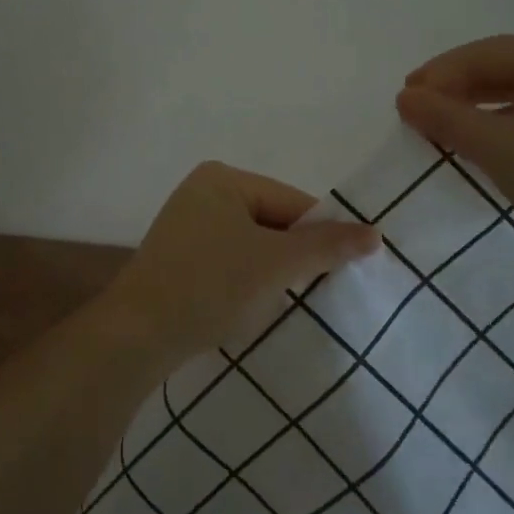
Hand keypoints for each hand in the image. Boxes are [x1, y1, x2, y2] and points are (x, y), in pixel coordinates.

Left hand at [103, 162, 379, 369]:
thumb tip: (375, 233)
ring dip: (272, 271)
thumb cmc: (210, 286)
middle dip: (295, 255)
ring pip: (252, 244)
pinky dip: (246, 280)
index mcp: (223, 178)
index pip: (293, 202)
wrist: (137, 335)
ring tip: (284, 301)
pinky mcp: (178, 257)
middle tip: (318, 291)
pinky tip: (250, 305)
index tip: (346, 270)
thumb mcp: (275, 264)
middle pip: (273, 221)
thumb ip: (326, 246)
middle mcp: (202, 191)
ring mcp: (186, 225)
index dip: (322, 235)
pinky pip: (229, 260)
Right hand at [395, 33, 513, 257]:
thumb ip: (446, 118)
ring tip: (441, 131)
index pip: (479, 54)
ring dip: (474, 109)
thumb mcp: (499, 147)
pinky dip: (500, 125)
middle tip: (415, 115)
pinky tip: (482, 144)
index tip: (402, 102)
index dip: (436, 75)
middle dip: (453, 91)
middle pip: (497, 68)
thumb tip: (405, 97)